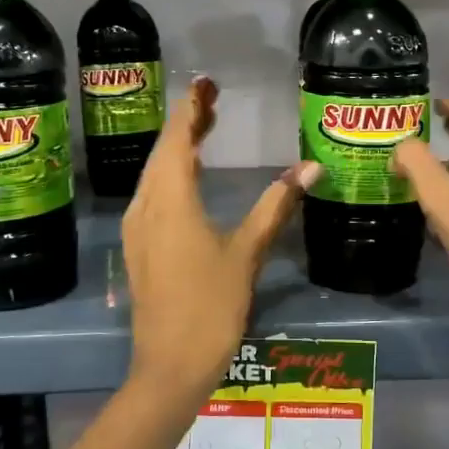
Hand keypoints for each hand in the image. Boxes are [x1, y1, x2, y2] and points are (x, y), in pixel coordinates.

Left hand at [122, 76, 320, 406]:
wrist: (169, 366)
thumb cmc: (211, 306)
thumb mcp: (247, 252)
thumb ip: (276, 205)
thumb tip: (310, 168)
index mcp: (171, 200)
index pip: (177, 140)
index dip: (191, 108)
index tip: (204, 83)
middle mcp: (146, 205)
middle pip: (163, 151)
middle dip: (186, 122)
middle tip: (212, 100)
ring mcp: (138, 227)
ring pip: (155, 173)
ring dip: (177, 148)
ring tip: (205, 129)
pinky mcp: (139, 246)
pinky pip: (152, 194)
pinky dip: (171, 174)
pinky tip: (189, 177)